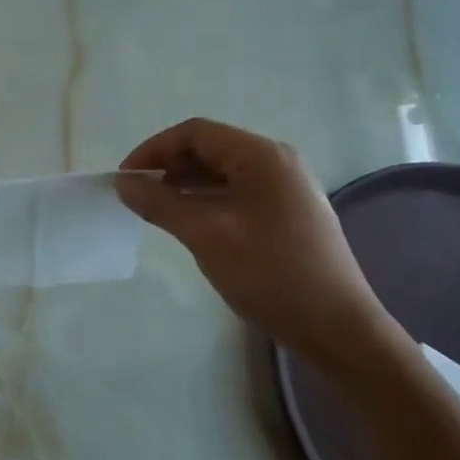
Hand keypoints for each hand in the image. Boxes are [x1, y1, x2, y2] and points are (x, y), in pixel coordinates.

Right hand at [117, 119, 409, 369]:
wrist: (336, 327)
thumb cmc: (270, 273)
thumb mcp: (206, 235)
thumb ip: (161, 204)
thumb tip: (124, 184)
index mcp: (261, 156)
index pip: (195, 133)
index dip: (153, 150)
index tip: (124, 180)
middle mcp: (276, 163)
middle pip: (209, 149)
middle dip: (167, 166)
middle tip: (137, 196)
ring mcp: (285, 189)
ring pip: (221, 173)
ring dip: (184, 185)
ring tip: (155, 210)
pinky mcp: (286, 214)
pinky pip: (235, 194)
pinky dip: (205, 201)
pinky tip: (188, 223)